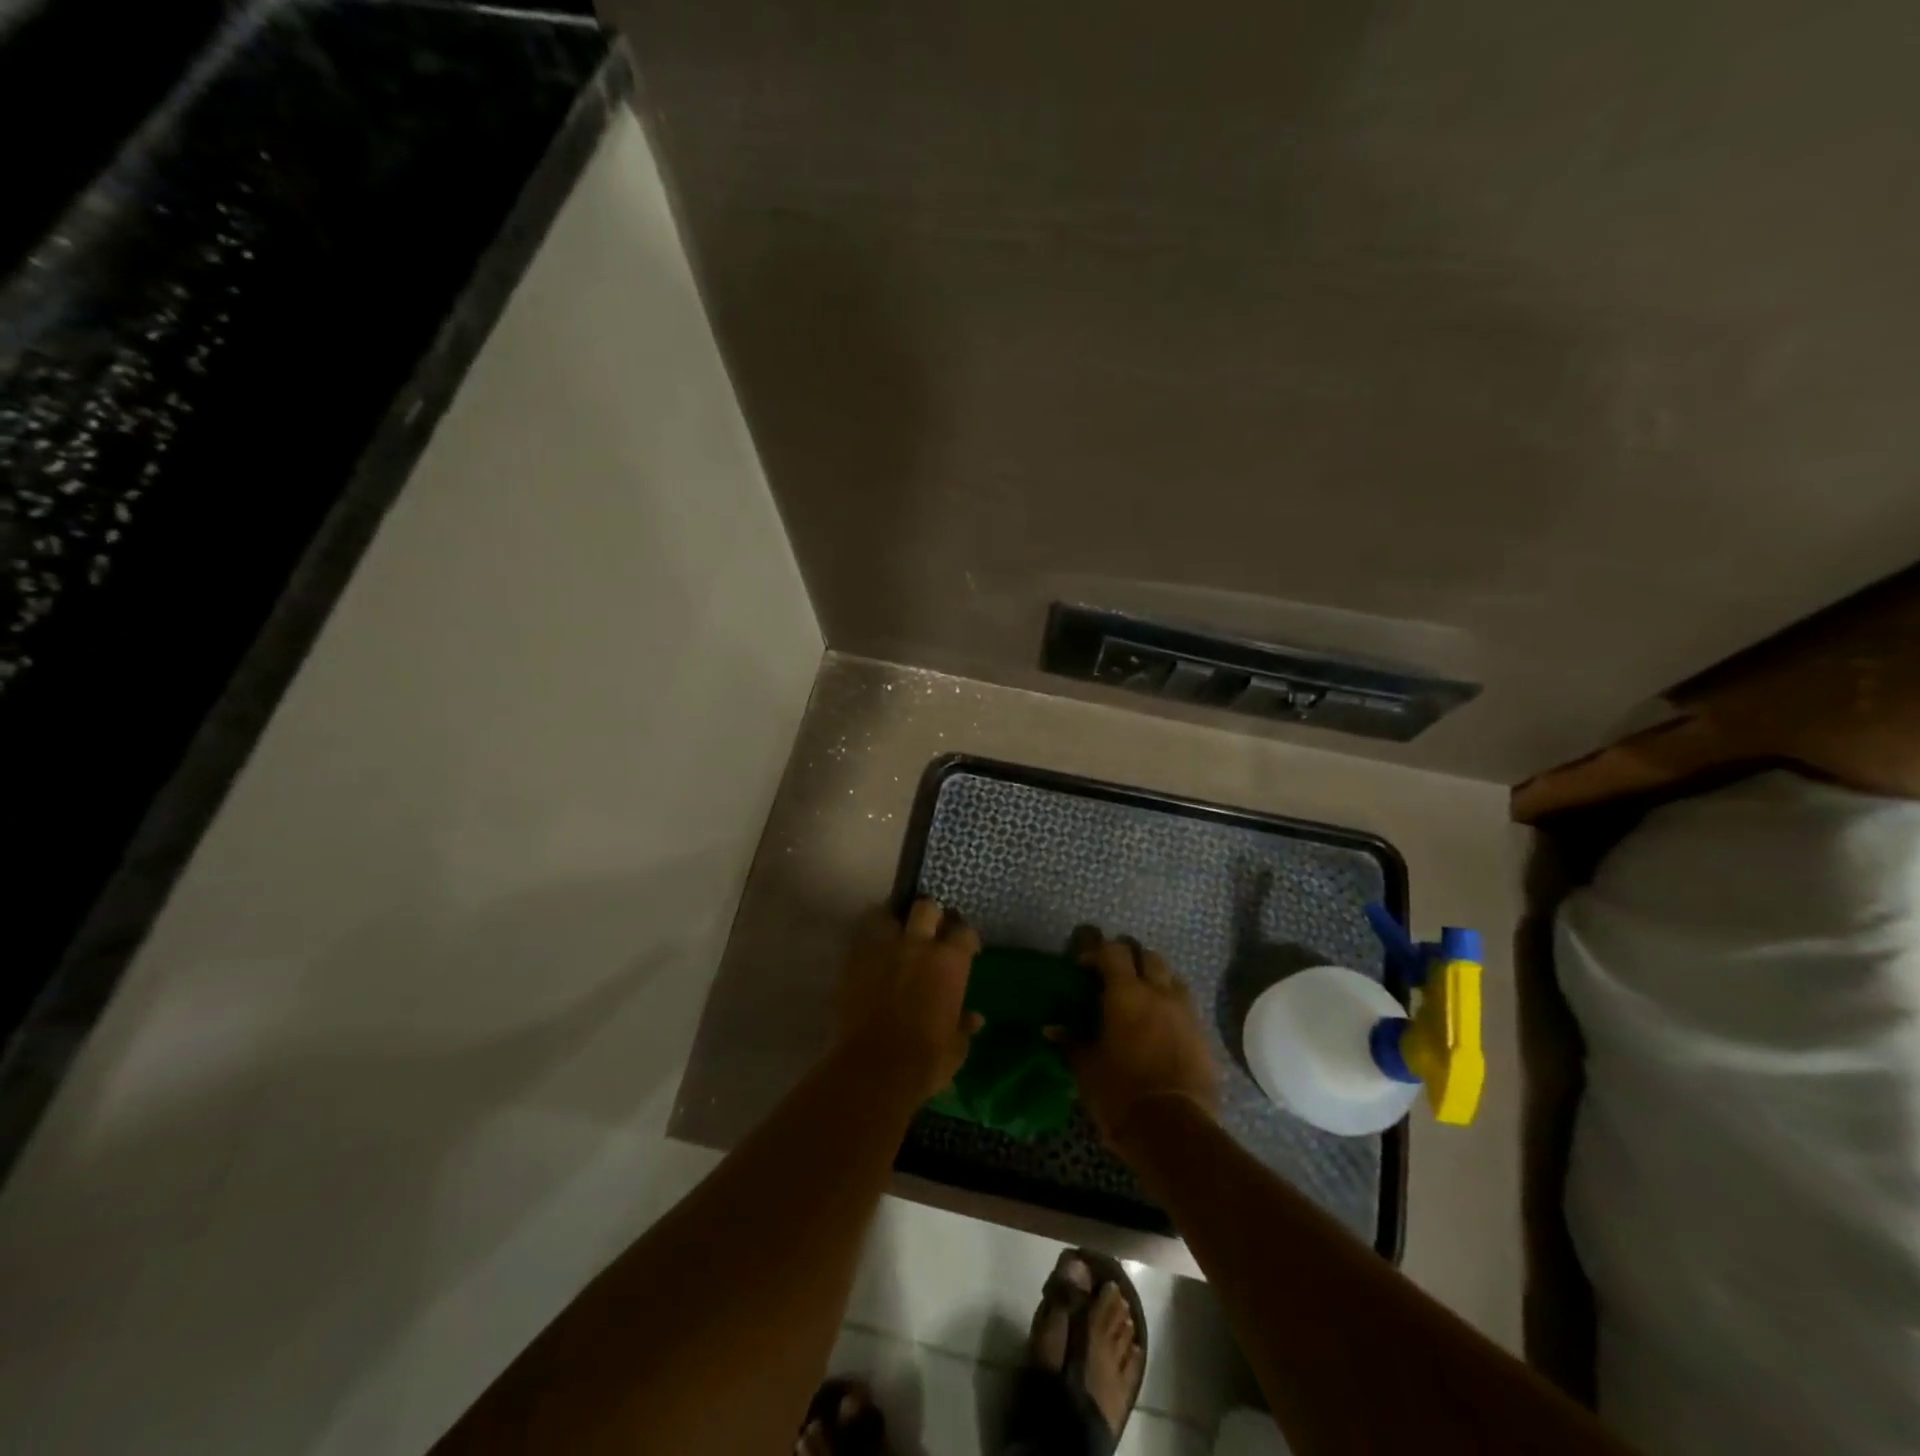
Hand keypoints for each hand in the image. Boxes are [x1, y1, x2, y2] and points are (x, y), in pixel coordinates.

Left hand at [837, 899, 983, 1100]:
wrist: (874, 1068)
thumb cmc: (925, 1060)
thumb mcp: (955, 1047)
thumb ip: (964, 1025)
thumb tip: (975, 1018)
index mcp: (949, 962)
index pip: (964, 931)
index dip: (964, 937)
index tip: (964, 948)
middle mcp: (918, 945)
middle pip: (926, 907)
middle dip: (929, 915)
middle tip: (929, 930)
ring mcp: (882, 948)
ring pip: (886, 914)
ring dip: (892, 922)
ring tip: (894, 935)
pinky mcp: (853, 960)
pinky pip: (861, 939)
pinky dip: (867, 943)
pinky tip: (870, 956)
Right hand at [1061, 929, 1218, 1153]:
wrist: (1173, 1130)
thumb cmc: (1120, 1093)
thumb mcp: (1086, 1068)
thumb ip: (1071, 1042)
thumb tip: (1051, 1028)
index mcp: (1126, 994)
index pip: (1113, 951)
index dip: (1098, 952)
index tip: (1084, 968)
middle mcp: (1159, 993)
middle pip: (1149, 956)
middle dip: (1131, 960)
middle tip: (1115, 979)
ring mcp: (1186, 1013)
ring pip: (1173, 978)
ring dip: (1157, 980)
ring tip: (1142, 1000)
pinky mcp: (1203, 1036)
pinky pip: (1187, 1007)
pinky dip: (1172, 1007)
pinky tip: (1161, 1028)